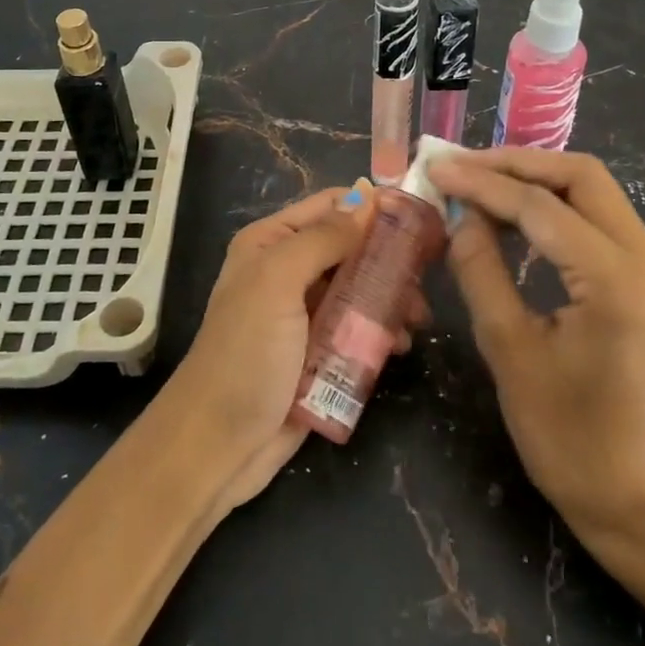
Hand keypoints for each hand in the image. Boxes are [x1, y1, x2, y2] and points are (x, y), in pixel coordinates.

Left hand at [161, 184, 426, 510]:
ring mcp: (303, 313)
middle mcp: (287, 270)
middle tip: (426, 275)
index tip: (420, 218)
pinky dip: (381, 331)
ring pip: (359, 289)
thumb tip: (370, 200)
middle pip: (350, 248)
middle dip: (388, 258)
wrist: (218, 445)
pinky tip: (400, 345)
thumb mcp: (277, 283)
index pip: (330, 206)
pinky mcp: (319, 352)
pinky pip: (358, 329)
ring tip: (416, 318)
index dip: (372, 208)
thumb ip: (322, 239)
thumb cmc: (246, 353)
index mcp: (270, 242)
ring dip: (390, 298)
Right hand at [429, 148, 644, 549]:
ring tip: (478, 184)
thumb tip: (461, 213)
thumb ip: (480, 269)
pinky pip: (600, 220)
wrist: (640, 503)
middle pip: (582, 176)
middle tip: (461, 168)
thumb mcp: (508, 349)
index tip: (436, 168)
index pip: (542, 207)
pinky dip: (554, 207)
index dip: (483, 183)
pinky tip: (513, 216)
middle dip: (516, 164)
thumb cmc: (568, 440)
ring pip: (593, 191)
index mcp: (619, 282)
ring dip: (534, 180)